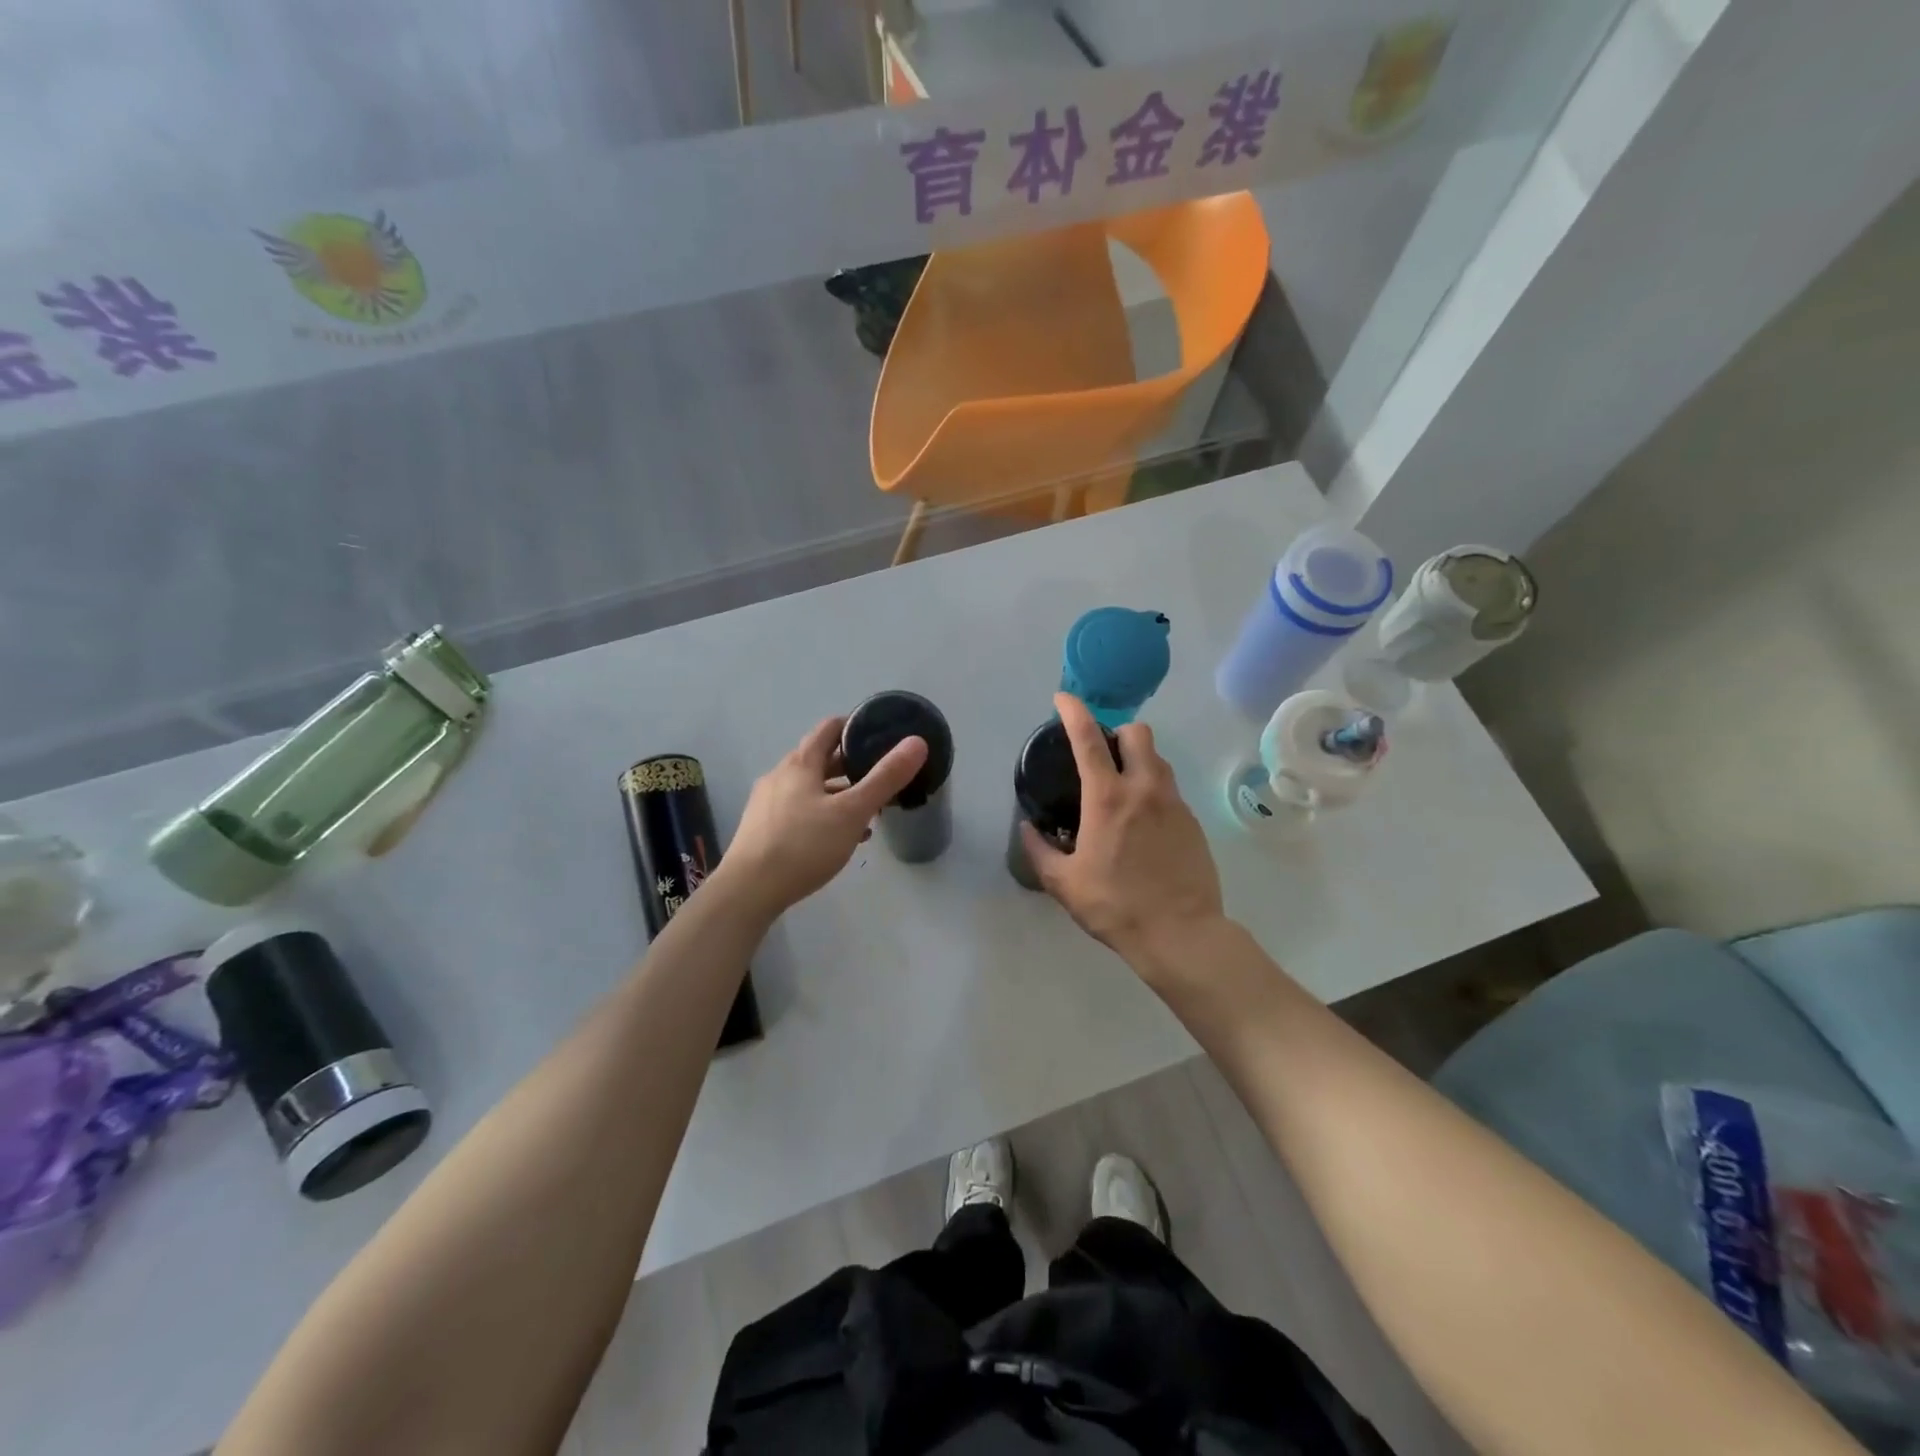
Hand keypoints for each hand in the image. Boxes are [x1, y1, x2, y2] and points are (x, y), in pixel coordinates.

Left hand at [716, 717, 928, 918]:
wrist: (748, 890)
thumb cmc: (804, 845)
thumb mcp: (852, 811)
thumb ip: (885, 778)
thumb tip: (916, 742)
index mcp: (800, 763)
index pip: (830, 729)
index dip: (856, 727)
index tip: (881, 735)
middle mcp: (780, 775)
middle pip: (820, 759)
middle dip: (852, 765)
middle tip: (881, 775)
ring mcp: (768, 802)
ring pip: (811, 787)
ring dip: (839, 793)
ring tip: (867, 810)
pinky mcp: (763, 828)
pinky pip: (800, 810)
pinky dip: (823, 813)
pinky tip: (840, 837)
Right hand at [1022, 693, 1224, 967]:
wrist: (1181, 933)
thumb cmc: (1115, 906)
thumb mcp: (1064, 883)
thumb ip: (1040, 850)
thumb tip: (1028, 828)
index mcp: (1108, 799)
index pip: (1089, 739)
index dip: (1074, 712)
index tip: (1064, 698)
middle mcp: (1144, 790)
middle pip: (1138, 733)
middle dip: (1118, 732)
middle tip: (1101, 754)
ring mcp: (1174, 804)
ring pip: (1158, 759)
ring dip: (1138, 759)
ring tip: (1120, 788)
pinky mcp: (1193, 822)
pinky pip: (1170, 789)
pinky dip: (1153, 790)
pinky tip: (1142, 822)